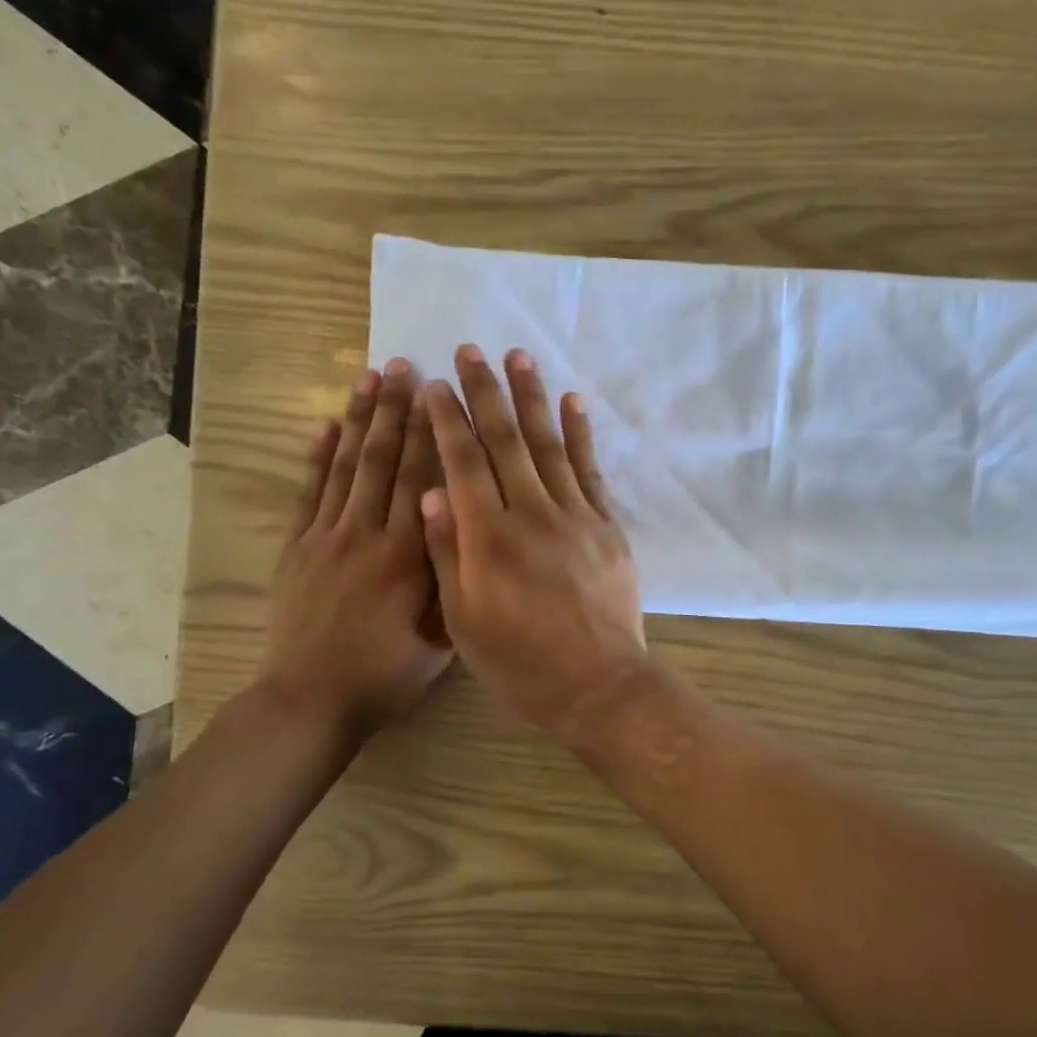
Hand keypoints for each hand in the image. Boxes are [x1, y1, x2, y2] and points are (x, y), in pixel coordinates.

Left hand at [261, 360, 451, 737]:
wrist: (312, 700)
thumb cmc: (386, 675)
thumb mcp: (441, 638)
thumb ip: (454, 583)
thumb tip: (470, 533)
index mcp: (408, 556)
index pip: (422, 481)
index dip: (430, 434)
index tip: (437, 392)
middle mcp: (368, 534)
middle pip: (384, 461)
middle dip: (395, 410)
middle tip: (403, 364)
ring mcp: (327, 537)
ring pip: (347, 467)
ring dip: (358, 419)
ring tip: (368, 376)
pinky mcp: (297, 548)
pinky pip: (309, 492)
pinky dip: (317, 456)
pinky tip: (327, 424)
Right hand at [421, 345, 647, 742]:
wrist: (598, 686)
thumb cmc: (521, 664)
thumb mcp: (464, 622)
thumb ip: (447, 555)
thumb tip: (430, 493)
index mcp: (488, 539)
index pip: (463, 463)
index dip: (447, 420)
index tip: (435, 384)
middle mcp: (531, 515)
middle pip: (504, 442)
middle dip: (485, 393)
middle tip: (470, 350)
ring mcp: (575, 517)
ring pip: (548, 446)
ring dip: (532, 398)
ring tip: (519, 357)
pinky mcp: (606, 527)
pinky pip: (591, 470)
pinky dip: (580, 435)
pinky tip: (572, 403)